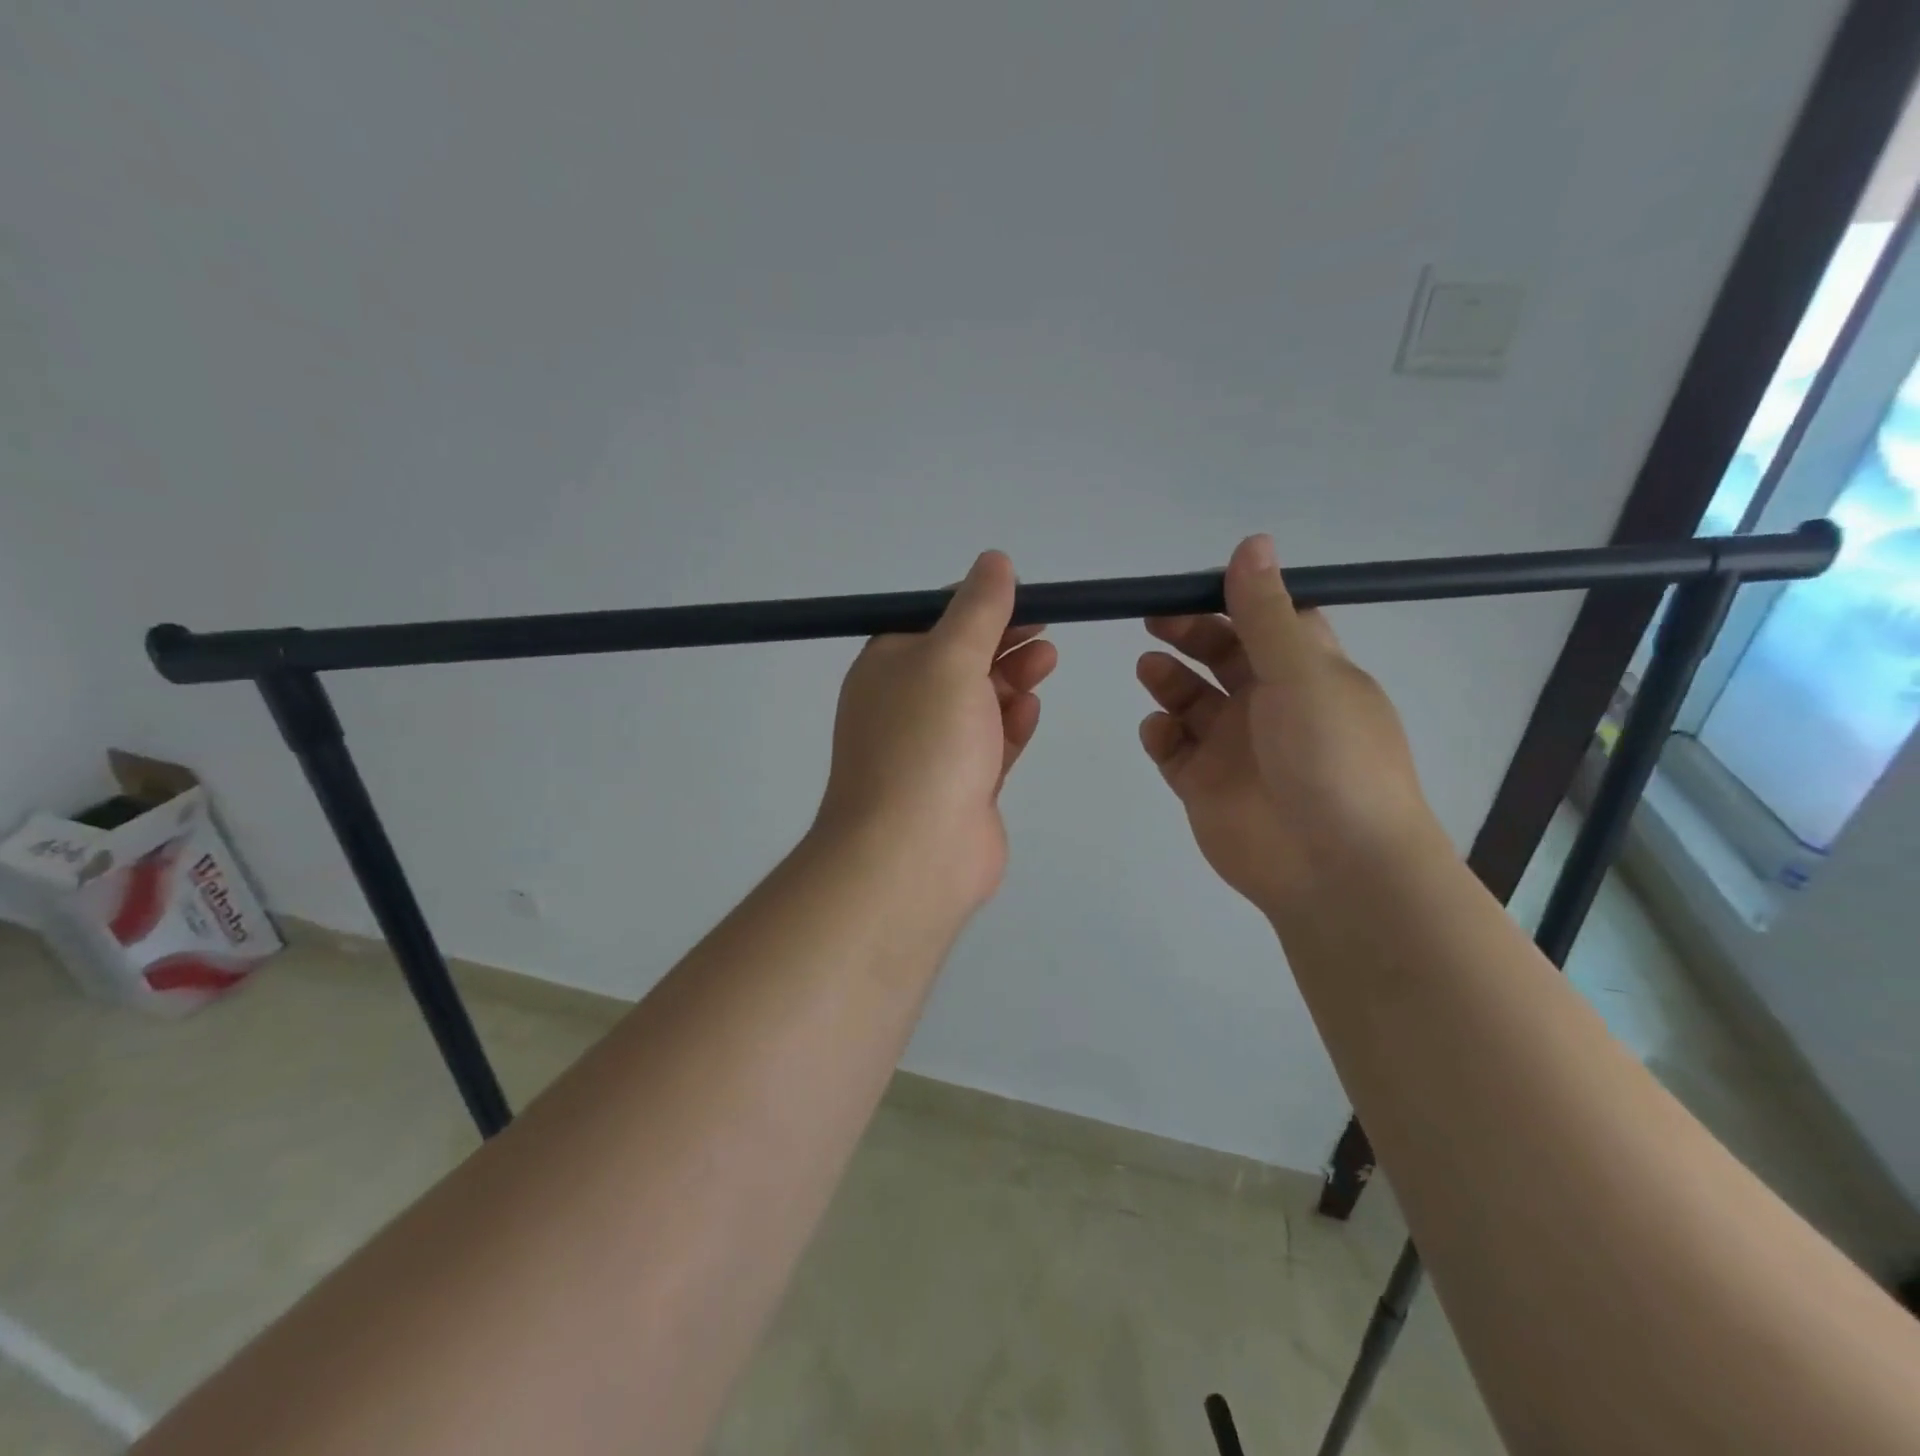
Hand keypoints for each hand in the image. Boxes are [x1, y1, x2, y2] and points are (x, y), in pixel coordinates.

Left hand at [813, 550, 1057, 920]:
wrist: (912, 854)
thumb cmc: (925, 742)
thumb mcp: (950, 658)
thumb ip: (977, 609)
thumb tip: (994, 561)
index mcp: (888, 667)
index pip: (933, 621)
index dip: (979, 606)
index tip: (1025, 597)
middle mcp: (905, 705)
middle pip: (961, 661)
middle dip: (1003, 642)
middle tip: (1045, 630)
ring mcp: (933, 750)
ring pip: (979, 702)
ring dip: (1012, 678)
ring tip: (1048, 660)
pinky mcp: (961, 787)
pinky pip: (989, 744)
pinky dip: (1011, 724)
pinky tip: (1031, 708)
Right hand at [1136, 534, 1441, 917]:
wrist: (1333, 867)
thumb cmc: (1329, 757)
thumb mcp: (1301, 673)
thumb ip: (1265, 613)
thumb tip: (1253, 542)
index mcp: (1307, 672)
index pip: (1268, 621)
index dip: (1233, 599)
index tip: (1193, 586)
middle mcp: (1270, 704)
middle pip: (1221, 654)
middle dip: (1188, 633)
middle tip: (1154, 620)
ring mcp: (1234, 746)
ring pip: (1190, 700)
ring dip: (1168, 679)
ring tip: (1151, 670)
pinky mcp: (1203, 784)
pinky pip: (1172, 747)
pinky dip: (1160, 733)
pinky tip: (1160, 731)